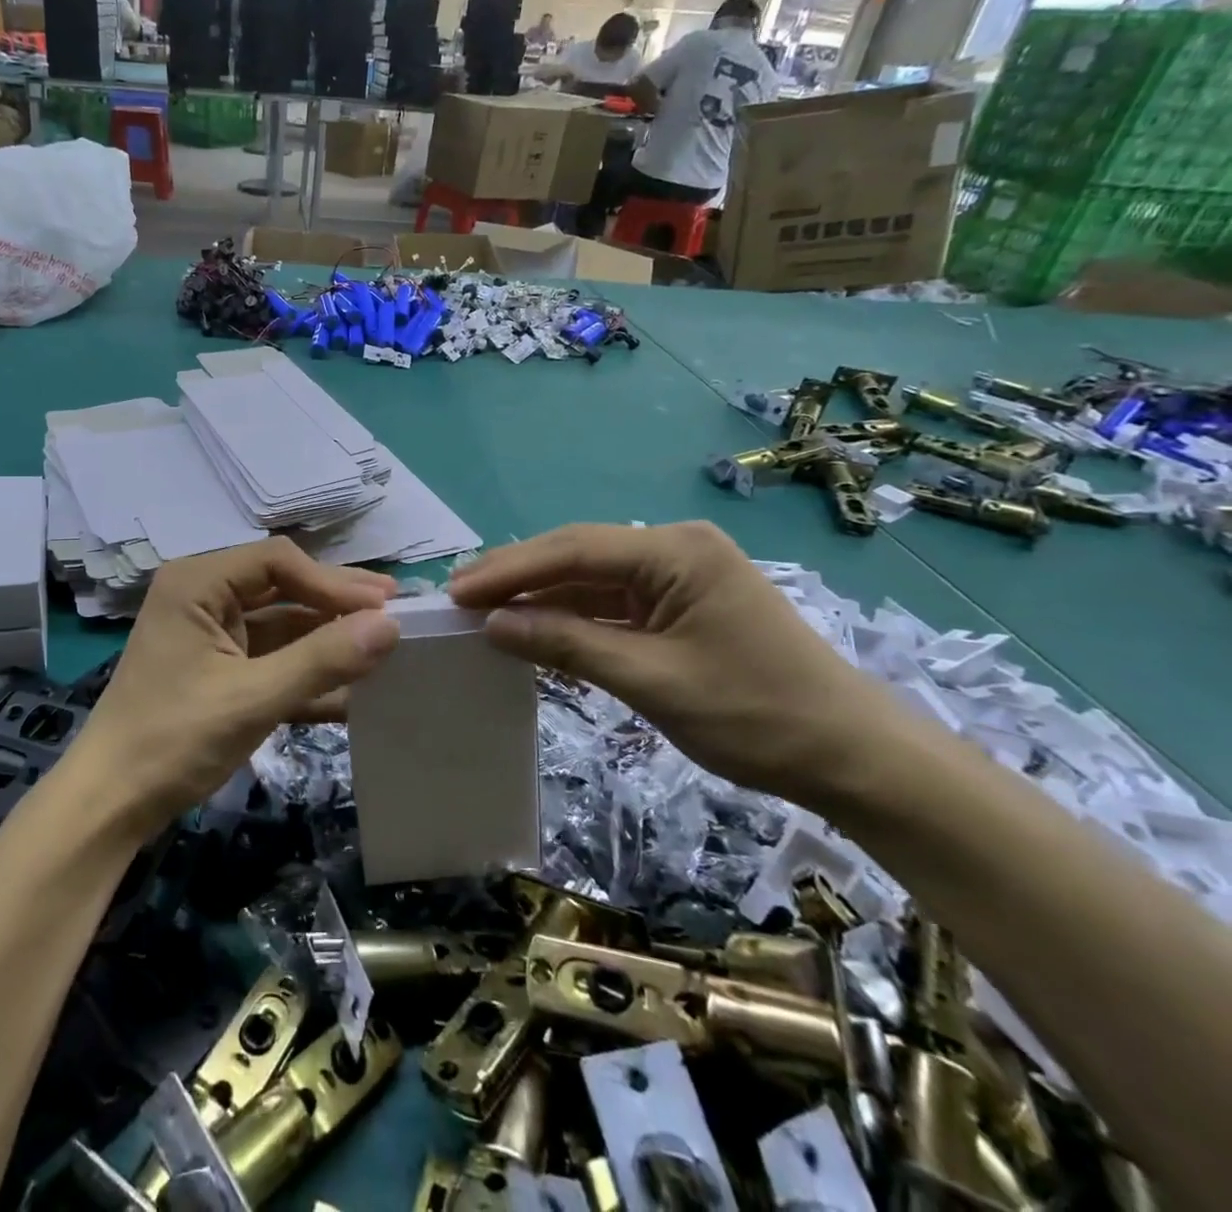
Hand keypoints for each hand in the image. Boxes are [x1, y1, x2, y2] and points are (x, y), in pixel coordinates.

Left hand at [66, 539, 400, 839]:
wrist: (112, 803)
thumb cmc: (174, 739)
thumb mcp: (253, 698)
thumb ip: (322, 659)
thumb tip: (390, 625)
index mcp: (197, 583)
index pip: (278, 561)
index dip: (332, 582)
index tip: (381, 609)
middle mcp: (203, 596)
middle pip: (282, 586)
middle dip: (336, 603)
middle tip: (396, 611)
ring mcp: (212, 634)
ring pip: (282, 624)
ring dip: (329, 639)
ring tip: (385, 647)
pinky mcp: (219, 669)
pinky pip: (272, 658)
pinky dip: (308, 671)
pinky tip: (354, 687)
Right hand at [448, 521, 905, 806]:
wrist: (852, 759)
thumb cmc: (756, 716)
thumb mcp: (652, 681)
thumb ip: (567, 646)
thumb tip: (492, 626)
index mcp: (677, 552)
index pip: (574, 550)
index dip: (510, 570)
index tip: (457, 591)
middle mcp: (674, 550)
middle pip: (577, 556)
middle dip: (517, 577)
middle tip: (458, 597)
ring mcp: (676, 577)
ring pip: (588, 580)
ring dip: (539, 598)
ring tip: (482, 612)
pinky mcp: (677, 606)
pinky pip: (609, 604)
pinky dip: (569, 619)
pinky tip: (531, 630)